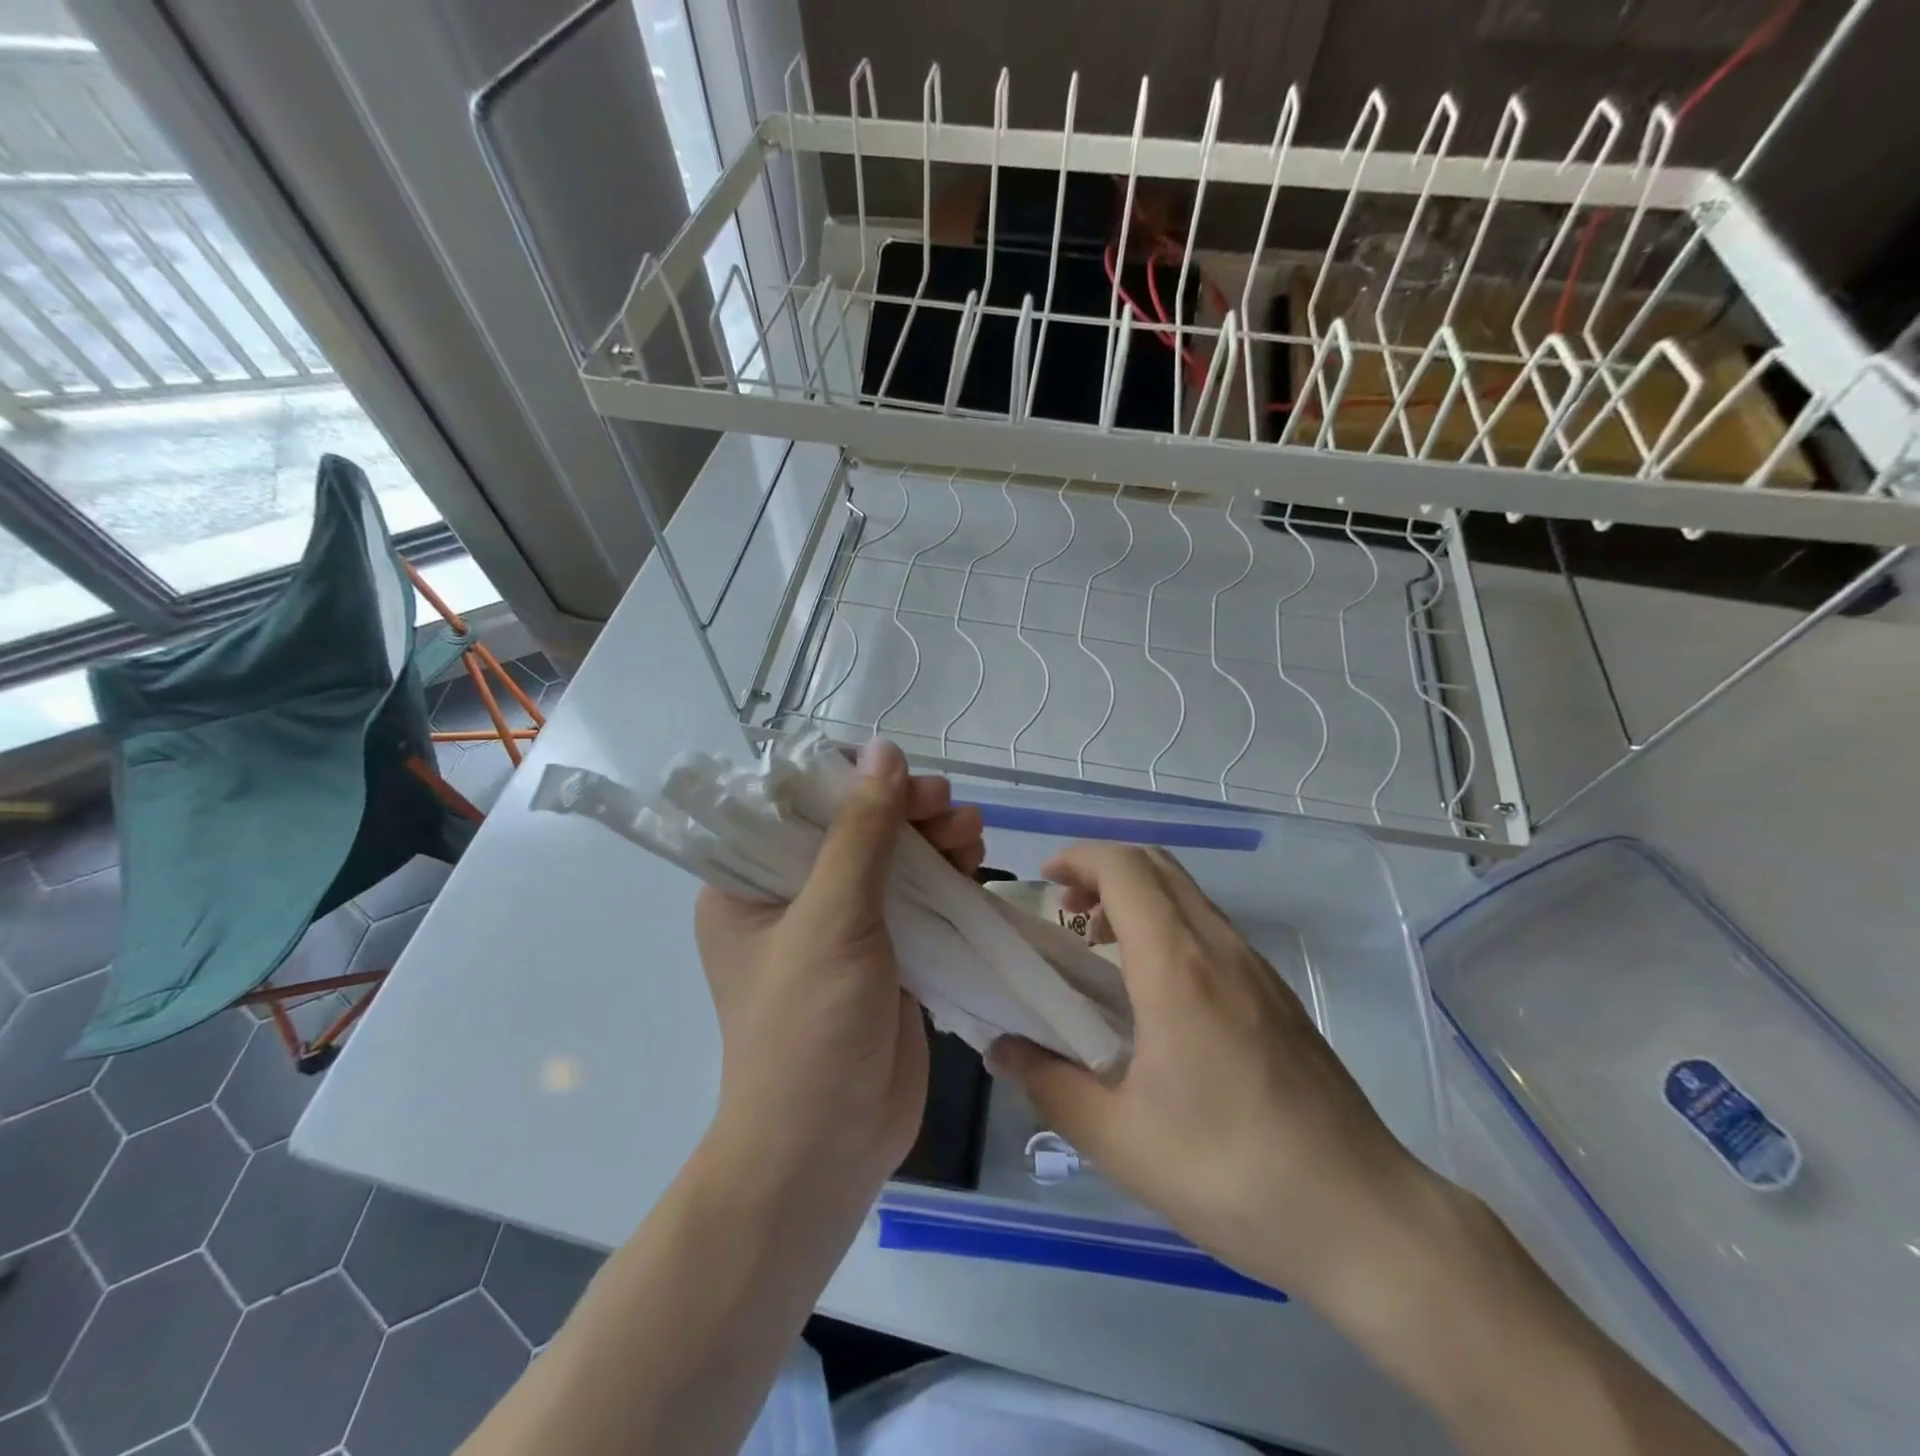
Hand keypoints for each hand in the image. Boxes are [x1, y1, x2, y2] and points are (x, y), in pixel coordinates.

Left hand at [693, 740, 983, 1201]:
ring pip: (892, 860)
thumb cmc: (807, 1032)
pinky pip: (917, 898)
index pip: (795, 804)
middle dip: (905, 810)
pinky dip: (946, 877)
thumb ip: (861, 833)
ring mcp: (842, 929)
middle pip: (853, 828)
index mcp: (747, 884)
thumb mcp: (831, 921)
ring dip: (933, 839)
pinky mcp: (885, 956)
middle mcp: (790, 899)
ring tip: (971, 834)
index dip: (850, 780)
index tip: (900, 776)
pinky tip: (975, 864)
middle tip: (947, 807)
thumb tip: (883, 750)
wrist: (825, 1154)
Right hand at [990, 843, 1442, 1303]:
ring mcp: (1256, 968)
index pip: (1125, 869)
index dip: (1078, 858)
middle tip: (1066, 909)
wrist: (1362, 1215)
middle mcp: (1220, 949)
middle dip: (1103, 869)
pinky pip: (1211, 928)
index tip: (1044, 883)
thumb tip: (1001, 1050)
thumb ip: (1050, 1085)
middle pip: (1157, 866)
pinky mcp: (1277, 995)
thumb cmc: (1231, 1171)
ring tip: (1100, 948)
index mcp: (1178, 967)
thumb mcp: (1120, 1139)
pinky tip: (1155, 990)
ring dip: (1137, 897)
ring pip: (1188, 894)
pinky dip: (1168, 925)